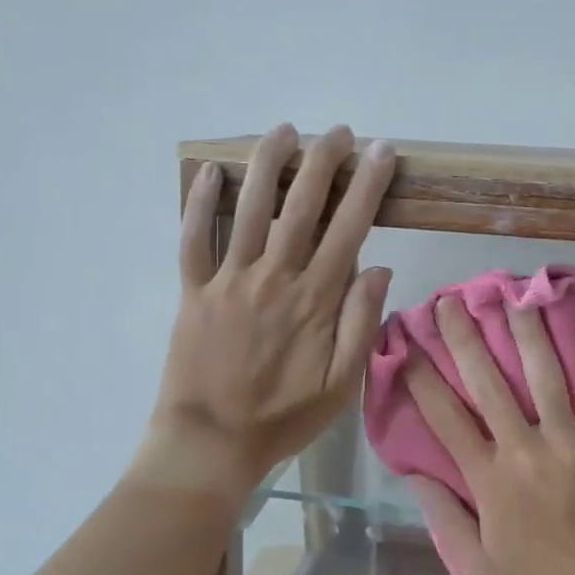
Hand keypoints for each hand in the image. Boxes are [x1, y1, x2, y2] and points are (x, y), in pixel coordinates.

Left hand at [151, 124, 395, 492]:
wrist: (211, 443)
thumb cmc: (284, 417)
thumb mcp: (342, 385)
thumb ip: (362, 324)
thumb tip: (380, 267)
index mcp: (314, 299)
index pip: (349, 228)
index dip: (367, 185)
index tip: (381, 152)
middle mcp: (273, 277)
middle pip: (301, 205)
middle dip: (323, 162)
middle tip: (338, 132)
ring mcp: (229, 280)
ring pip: (249, 209)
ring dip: (268, 165)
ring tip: (284, 131)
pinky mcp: (194, 291)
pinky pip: (193, 239)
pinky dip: (199, 203)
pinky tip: (210, 170)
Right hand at [404, 296, 574, 574]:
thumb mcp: (479, 567)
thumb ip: (445, 517)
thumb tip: (415, 474)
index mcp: (489, 481)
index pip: (445, 418)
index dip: (421, 377)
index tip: (406, 344)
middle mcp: (525, 451)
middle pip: (488, 383)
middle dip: (464, 338)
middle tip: (450, 301)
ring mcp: (573, 446)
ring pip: (545, 377)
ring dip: (526, 333)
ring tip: (513, 296)